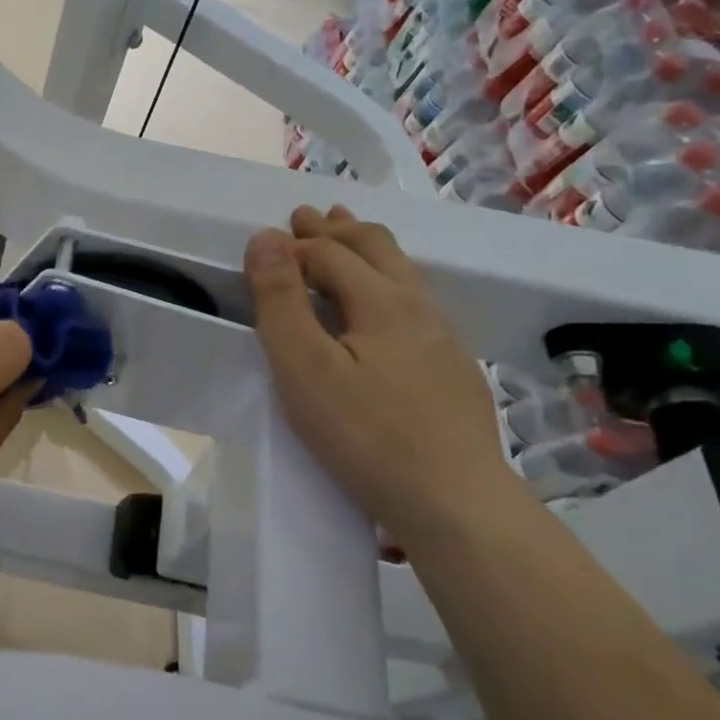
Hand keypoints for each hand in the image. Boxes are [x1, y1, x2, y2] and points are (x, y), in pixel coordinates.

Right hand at [244, 204, 514, 534]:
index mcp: (381, 300)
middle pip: (376, 248)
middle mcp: (418, 306)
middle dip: (337, 229)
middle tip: (307, 216)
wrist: (455, 503)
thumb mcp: (304, 368)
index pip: (330, 253)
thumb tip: (265, 237)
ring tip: (347, 236)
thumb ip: (281, 301)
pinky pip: (415, 302)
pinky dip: (387, 281)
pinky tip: (385, 305)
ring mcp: (443, 338)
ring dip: (367, 249)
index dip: (293, 245)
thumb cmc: (365, 434)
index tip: (263, 248)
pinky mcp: (453, 369)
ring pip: (403, 273)